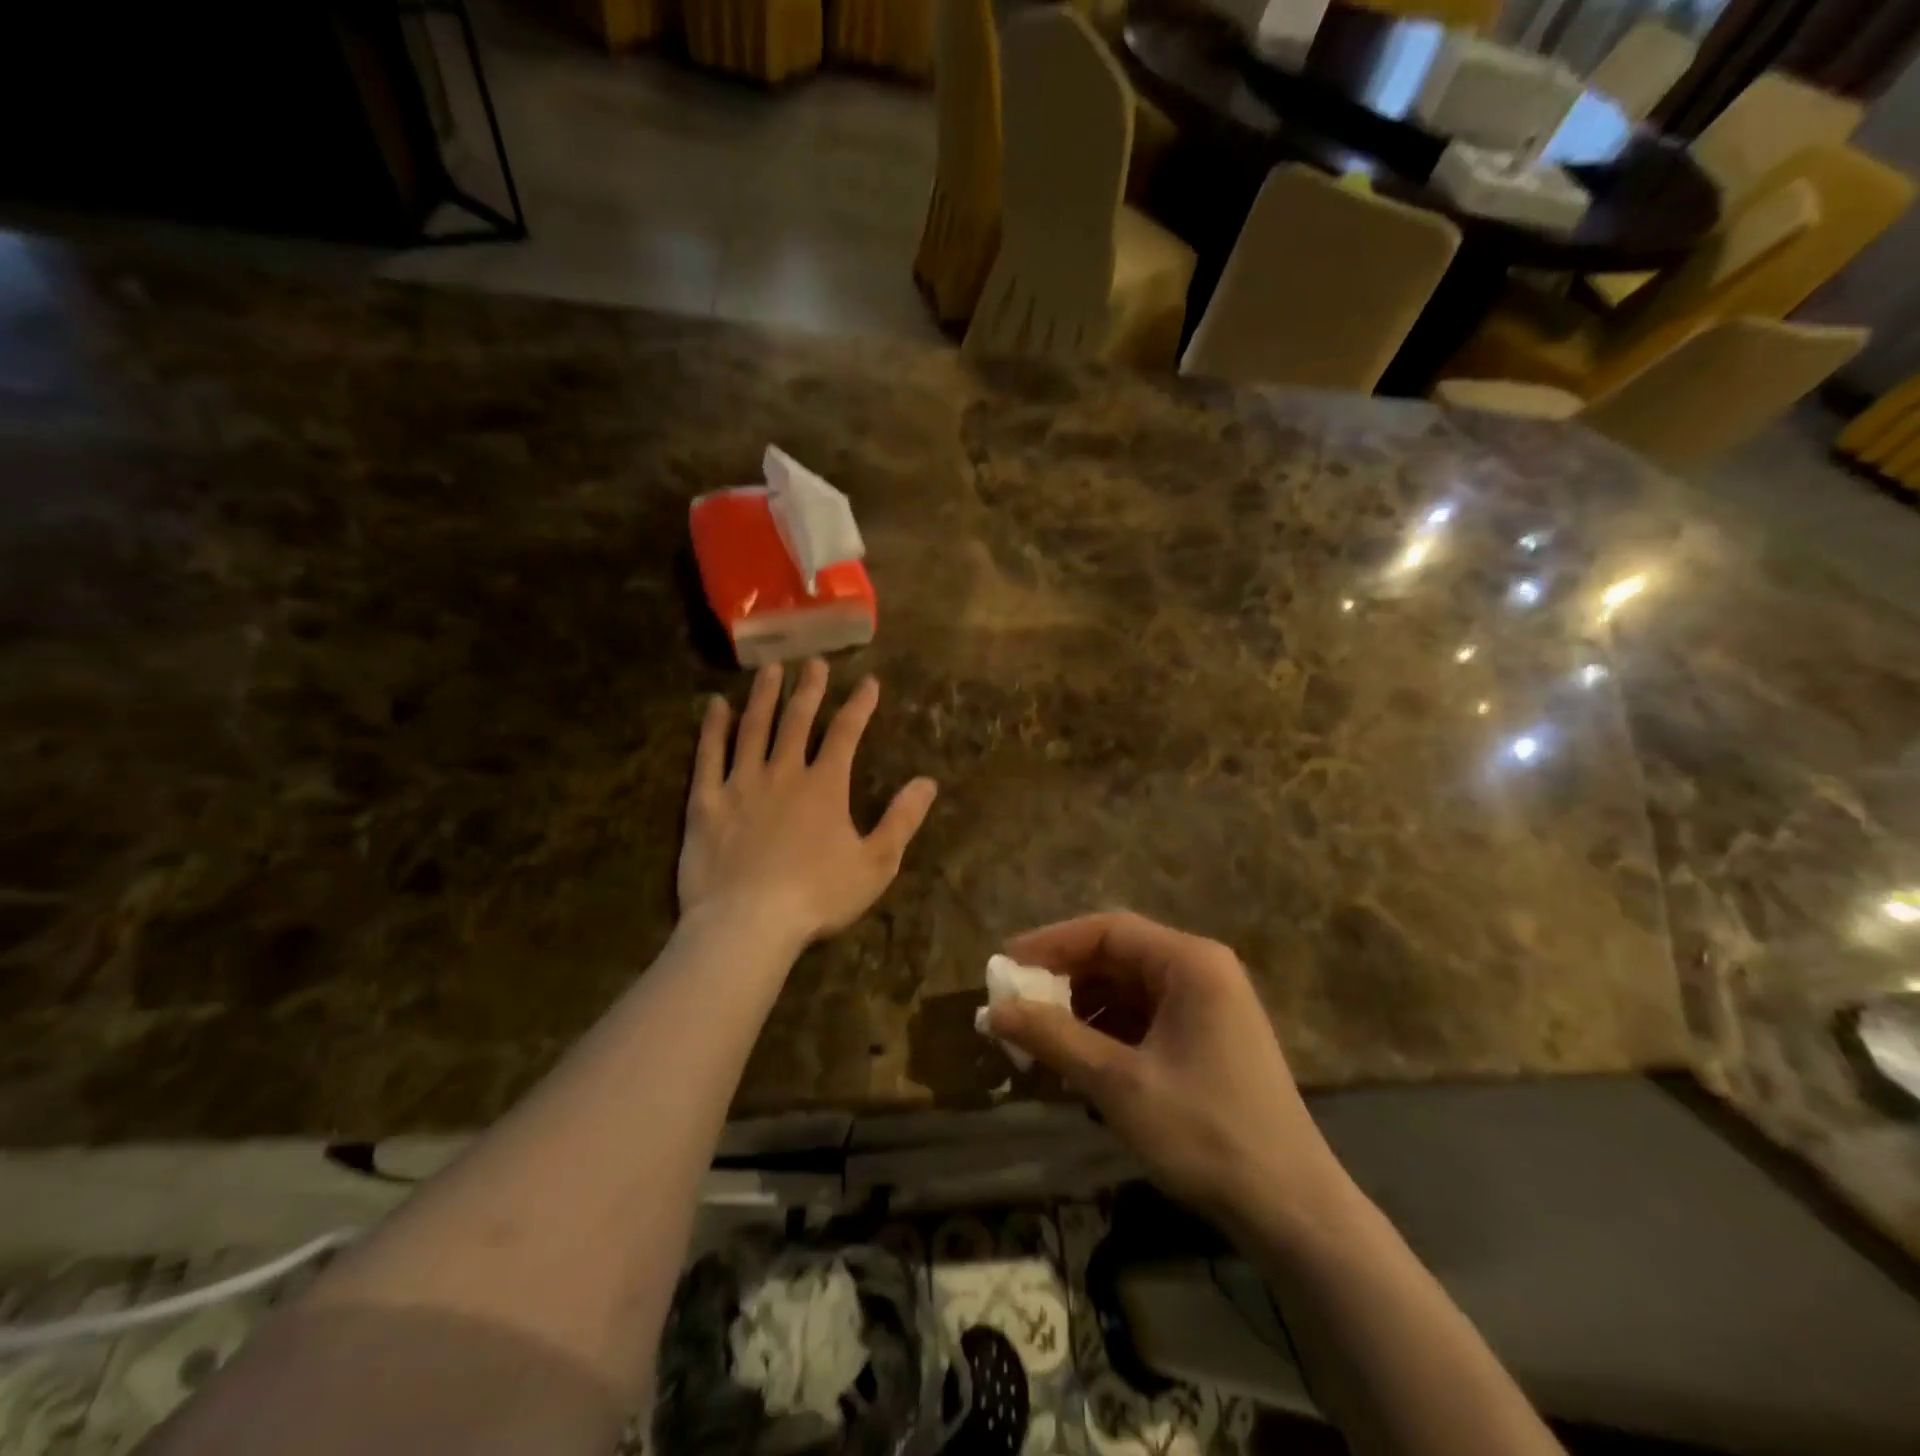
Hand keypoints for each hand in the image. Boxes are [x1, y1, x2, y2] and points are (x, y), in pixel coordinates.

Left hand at [679, 660, 937, 947]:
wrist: (748, 923)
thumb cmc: (817, 897)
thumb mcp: (875, 864)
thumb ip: (902, 820)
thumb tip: (928, 782)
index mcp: (825, 786)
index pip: (846, 733)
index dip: (860, 705)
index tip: (869, 682)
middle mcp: (783, 773)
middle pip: (797, 720)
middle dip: (809, 689)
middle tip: (814, 662)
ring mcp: (741, 784)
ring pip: (753, 728)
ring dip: (763, 696)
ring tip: (770, 670)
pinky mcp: (707, 802)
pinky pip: (708, 756)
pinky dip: (713, 728)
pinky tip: (715, 705)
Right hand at [988, 911, 1344, 1221]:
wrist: (1292, 1211)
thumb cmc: (1205, 1133)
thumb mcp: (1118, 1084)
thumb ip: (1054, 1039)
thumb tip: (993, 1011)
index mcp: (1190, 962)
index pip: (1107, 930)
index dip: (1051, 943)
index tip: (1004, 964)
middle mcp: (1201, 970)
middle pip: (1118, 956)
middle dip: (1064, 979)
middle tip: (1015, 1002)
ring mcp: (1208, 1005)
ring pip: (1128, 989)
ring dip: (1081, 1008)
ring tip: (1037, 1034)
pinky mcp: (1206, 1038)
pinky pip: (1144, 1018)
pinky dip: (1106, 1032)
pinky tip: (1076, 1059)